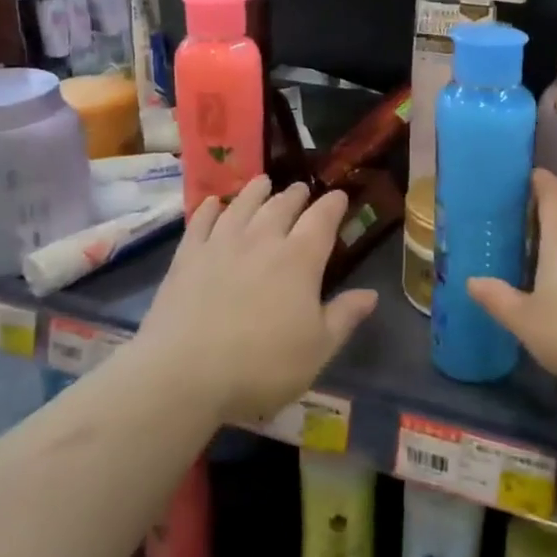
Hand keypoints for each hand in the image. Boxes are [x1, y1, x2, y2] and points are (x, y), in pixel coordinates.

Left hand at [136, 177, 377, 423]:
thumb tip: (371, 294)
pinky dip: (210, 208)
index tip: (339, 196)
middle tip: (301, 189)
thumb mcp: (317, 349)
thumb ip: (344, 317)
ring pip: (242, 205)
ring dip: (256, 191)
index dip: (333, 204)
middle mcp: (262, 239)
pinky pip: (201, 221)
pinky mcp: (187, 256)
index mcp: (299, 259)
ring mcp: (221, 244)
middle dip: (296, 194)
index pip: (322, 219)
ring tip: (263, 182)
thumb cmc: (262, 366)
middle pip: (282, 205)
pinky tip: (214, 203)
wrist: (184, 374)